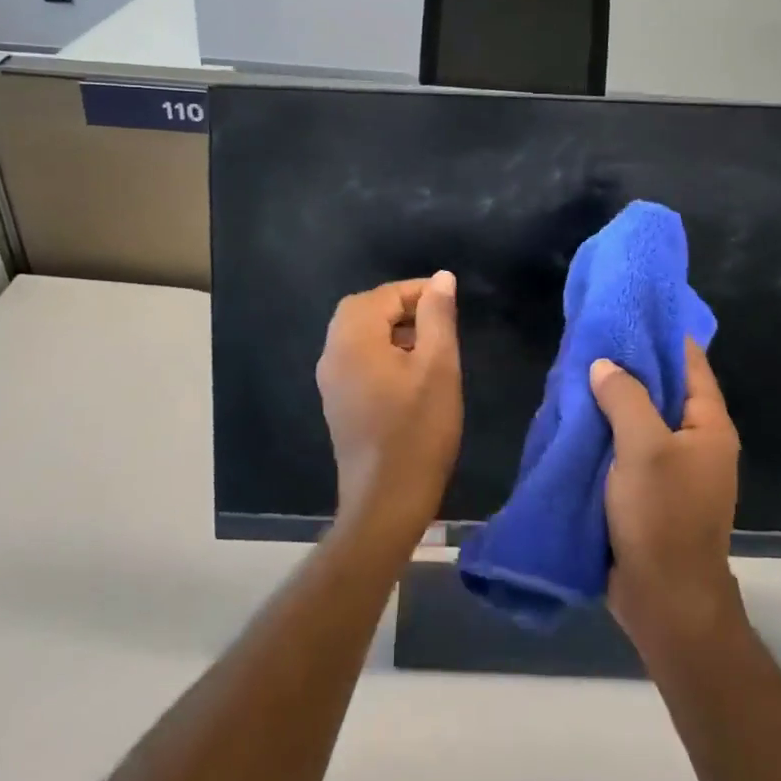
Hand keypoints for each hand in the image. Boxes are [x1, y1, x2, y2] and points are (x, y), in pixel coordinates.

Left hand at [315, 273, 462, 546]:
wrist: (386, 502)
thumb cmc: (418, 431)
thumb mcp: (438, 367)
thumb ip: (438, 316)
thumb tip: (441, 278)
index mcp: (353, 339)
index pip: (382, 295)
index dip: (417, 291)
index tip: (449, 300)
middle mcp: (333, 353)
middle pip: (362, 309)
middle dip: (400, 306)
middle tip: (437, 317)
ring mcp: (331, 380)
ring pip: (357, 334)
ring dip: (390, 328)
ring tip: (429, 343)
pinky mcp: (337, 401)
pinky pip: (355, 357)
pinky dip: (380, 349)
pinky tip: (409, 371)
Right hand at [591, 339, 743, 651]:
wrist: (665, 601)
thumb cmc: (662, 517)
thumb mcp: (644, 447)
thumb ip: (625, 397)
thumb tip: (605, 365)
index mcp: (708, 426)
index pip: (690, 362)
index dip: (663, 333)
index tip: (629, 309)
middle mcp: (695, 442)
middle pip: (663, 388)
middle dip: (630, 364)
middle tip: (592, 336)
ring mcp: (672, 468)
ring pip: (641, 418)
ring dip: (613, 399)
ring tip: (578, 369)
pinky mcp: (648, 490)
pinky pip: (627, 446)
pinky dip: (606, 430)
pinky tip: (577, 415)